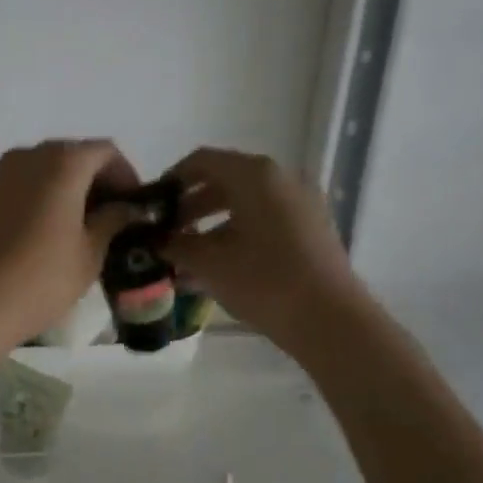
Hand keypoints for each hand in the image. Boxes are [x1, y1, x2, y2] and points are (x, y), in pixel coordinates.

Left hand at [0, 140, 139, 348]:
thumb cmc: (44, 277)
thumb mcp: (91, 251)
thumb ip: (113, 220)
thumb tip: (127, 208)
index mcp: (63, 161)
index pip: (106, 152)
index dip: (126, 175)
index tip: (135, 206)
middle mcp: (31, 154)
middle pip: (74, 155)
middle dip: (98, 181)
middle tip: (114, 217)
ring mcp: (3, 172)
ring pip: (47, 168)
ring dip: (70, 188)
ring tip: (85, 226)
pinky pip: (25, 183)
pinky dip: (45, 195)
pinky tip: (53, 229)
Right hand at [163, 148, 361, 349]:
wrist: (331, 321)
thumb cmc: (264, 282)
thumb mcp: (208, 263)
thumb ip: (175, 244)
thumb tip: (155, 240)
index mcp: (254, 175)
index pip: (201, 161)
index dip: (171, 180)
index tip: (151, 207)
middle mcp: (281, 179)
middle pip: (224, 180)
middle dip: (190, 206)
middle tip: (165, 233)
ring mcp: (301, 203)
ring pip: (244, 203)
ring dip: (211, 223)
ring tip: (187, 255)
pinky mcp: (311, 229)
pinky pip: (264, 220)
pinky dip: (237, 233)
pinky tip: (218, 266)